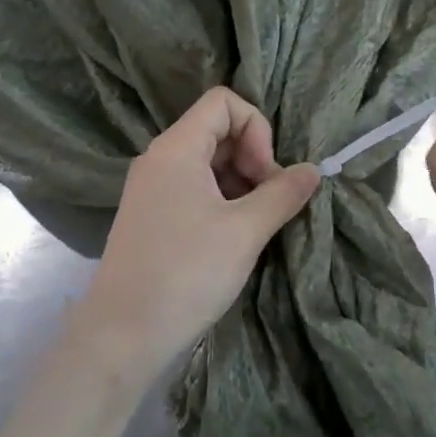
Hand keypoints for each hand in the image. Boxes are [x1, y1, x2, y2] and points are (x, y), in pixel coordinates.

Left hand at [71, 87, 319, 382]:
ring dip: (240, 183)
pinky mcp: (151, 216)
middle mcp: (159, 159)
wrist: (123, 334)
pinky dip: (221, 201)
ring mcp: (151, 189)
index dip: (256, 128)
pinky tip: (235, 236)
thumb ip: (283, 193)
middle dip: (252, 157)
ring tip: (257, 223)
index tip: (266, 174)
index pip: (223, 102)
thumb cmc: (187, 273)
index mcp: (176, 148)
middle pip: (216, 131)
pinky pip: (192, 189)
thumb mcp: (245, 231)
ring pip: (206, 163)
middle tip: (270, 202)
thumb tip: (312, 170)